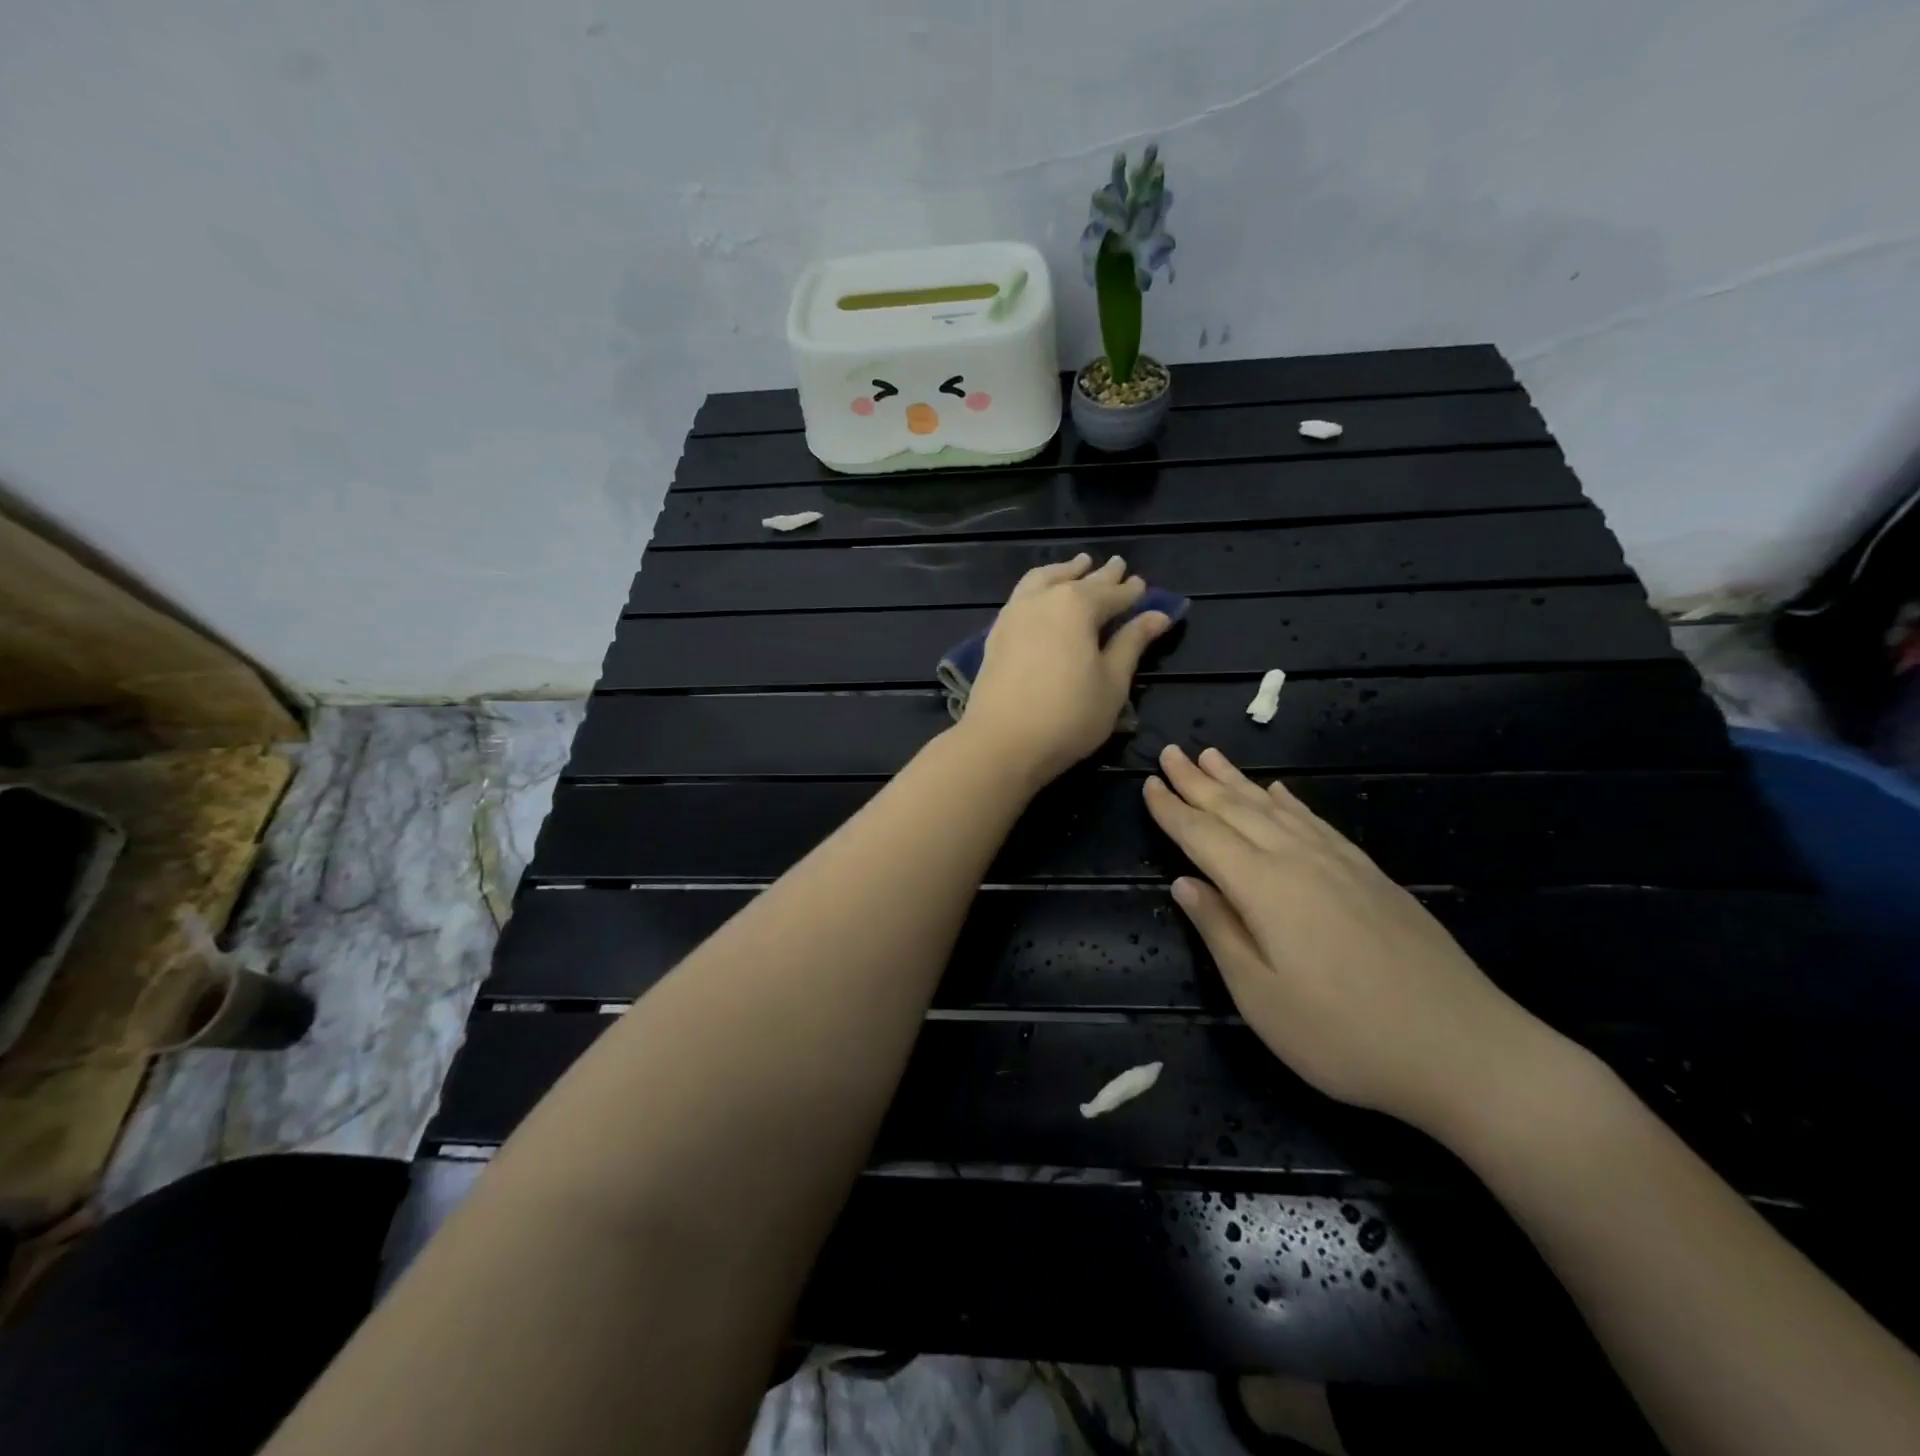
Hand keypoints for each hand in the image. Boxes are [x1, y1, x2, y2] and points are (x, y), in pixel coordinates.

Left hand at [961, 554, 1173, 787]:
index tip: (1142, 584)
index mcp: (1077, 606)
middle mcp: (1043, 599)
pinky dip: (1038, 587)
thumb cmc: (1068, 715)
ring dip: (1063, 572)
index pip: (1112, 593)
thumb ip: (1132, 643)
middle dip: (1100, 575)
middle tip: (1116, 565)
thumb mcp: (1112, 682)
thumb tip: (1157, 615)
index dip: (1130, 591)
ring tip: (1076, 566)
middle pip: (1077, 581)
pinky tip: (1041, 596)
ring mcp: (1014, 614)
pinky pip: (1021, 596)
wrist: (1001, 741)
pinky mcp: (996, 634)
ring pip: (1042, 580)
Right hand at [1143, 744, 1549, 1132]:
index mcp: (1264, 888)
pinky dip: (1292, 802)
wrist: (1466, 1050)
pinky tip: (1283, 792)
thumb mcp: (1261, 997)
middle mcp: (1299, 861)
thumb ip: (1220, 932)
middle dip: (1198, 781)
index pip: (1204, 837)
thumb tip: (1185, 884)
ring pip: (1277, 808)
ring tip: (1212, 756)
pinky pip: (1318, 822)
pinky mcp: (1372, 876)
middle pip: (1238, 810)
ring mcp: (1341, 864)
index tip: (1148, 784)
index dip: (1172, 811)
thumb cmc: (1345, 1035)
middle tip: (1170, 752)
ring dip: (1240, 781)